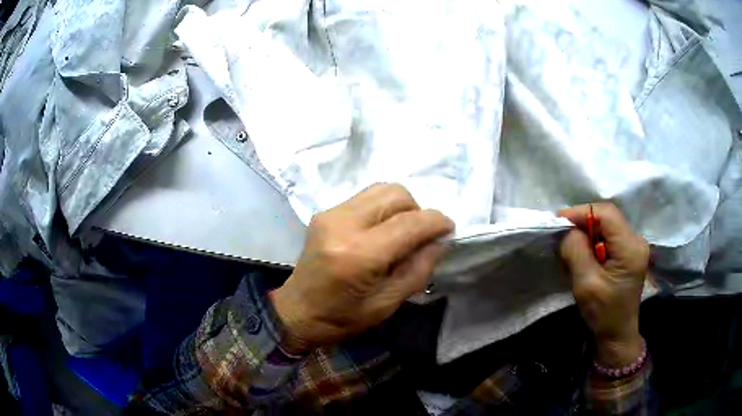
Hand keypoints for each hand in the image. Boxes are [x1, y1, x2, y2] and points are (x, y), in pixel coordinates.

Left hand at [271, 184, 453, 354]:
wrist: (297, 311)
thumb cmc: (342, 318)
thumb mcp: (387, 303)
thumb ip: (418, 269)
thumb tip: (438, 240)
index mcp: (360, 254)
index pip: (410, 223)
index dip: (436, 222)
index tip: (449, 229)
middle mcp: (343, 224)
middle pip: (396, 194)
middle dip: (418, 211)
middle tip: (420, 236)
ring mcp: (331, 214)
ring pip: (381, 189)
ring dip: (400, 206)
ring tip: (401, 231)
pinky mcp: (325, 212)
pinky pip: (365, 198)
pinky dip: (382, 208)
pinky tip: (380, 231)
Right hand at [559, 203, 649, 366]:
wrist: (617, 335)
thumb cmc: (603, 314)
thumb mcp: (586, 284)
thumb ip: (576, 252)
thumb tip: (567, 230)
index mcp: (630, 247)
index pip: (606, 214)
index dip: (581, 212)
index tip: (558, 222)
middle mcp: (636, 240)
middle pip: (607, 217)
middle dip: (583, 222)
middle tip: (562, 236)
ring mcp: (634, 246)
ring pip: (607, 225)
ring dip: (587, 232)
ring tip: (571, 248)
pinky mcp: (629, 253)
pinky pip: (609, 236)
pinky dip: (593, 241)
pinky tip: (584, 255)